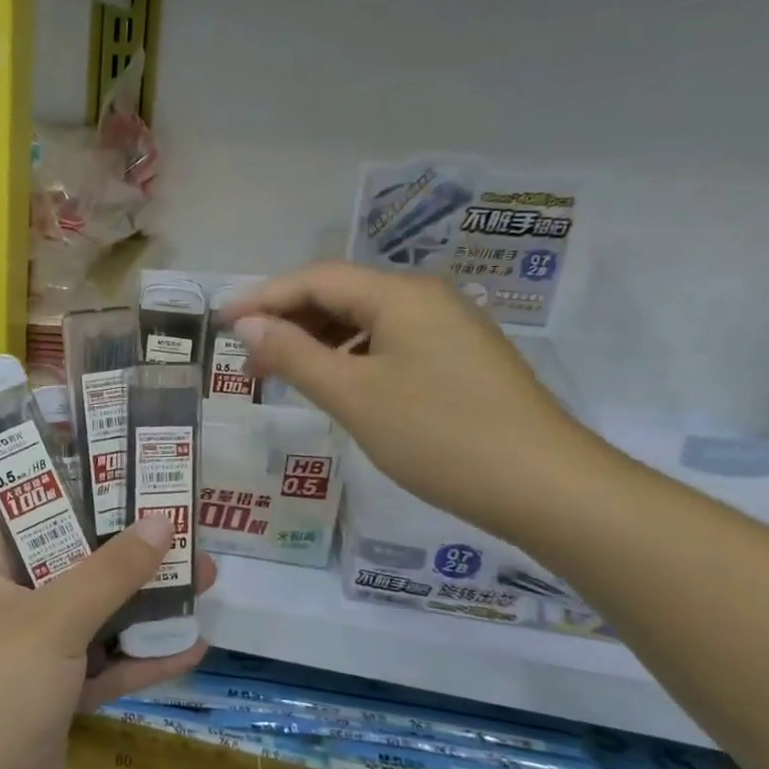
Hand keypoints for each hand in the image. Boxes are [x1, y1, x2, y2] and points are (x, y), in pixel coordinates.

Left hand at [0, 515, 213, 768]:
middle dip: (129, 551)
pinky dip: (142, 658)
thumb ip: (110, 572)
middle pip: (75, 564)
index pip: (31, 515)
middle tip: (182, 528)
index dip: (75, 491)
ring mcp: (34, 656)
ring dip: (146, 602)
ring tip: (203, 577)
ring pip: (97, 616)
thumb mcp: (56, 620)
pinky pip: (105, 666)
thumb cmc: (1, 689)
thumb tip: (161, 520)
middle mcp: (10, 608)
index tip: (125, 473)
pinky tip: (192, 646)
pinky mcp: (57, 698)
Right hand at [223, 262, 605, 541]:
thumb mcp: (353, 395)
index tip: (220, 324)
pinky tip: (338, 386)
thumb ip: (294, 354)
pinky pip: (390, 343)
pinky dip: (352, 357)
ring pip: (366, 321)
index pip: (314, 280)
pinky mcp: (460, 359)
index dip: (262, 299)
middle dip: (288, 321)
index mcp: (399, 295)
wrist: (548, 488)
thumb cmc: (439, 435)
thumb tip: (248, 324)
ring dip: (319, 341)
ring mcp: (448, 328)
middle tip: (247, 358)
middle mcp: (425, 298)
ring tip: (284, 374)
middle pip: (340, 295)